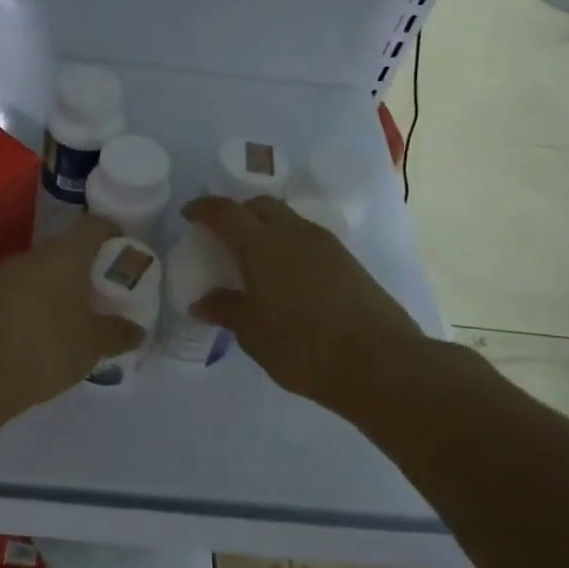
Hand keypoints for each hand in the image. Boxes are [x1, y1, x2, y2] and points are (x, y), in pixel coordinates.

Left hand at [0, 214, 144, 413]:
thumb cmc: (45, 348)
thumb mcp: (92, 345)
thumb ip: (118, 333)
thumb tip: (137, 329)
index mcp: (64, 254)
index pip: (94, 226)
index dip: (114, 234)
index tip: (126, 253)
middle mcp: (33, 255)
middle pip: (67, 248)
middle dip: (88, 266)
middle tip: (106, 291)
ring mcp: (5, 276)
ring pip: (43, 271)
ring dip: (61, 286)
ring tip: (79, 315)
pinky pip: (22, 291)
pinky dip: (39, 303)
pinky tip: (46, 332)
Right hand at [182, 195, 423, 418]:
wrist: (379, 362)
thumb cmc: (303, 346)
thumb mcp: (253, 333)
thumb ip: (226, 309)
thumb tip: (201, 302)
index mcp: (262, 245)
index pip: (225, 212)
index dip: (203, 208)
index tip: (189, 214)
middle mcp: (293, 233)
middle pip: (260, 205)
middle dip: (237, 212)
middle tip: (222, 234)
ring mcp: (325, 245)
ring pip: (287, 219)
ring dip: (265, 226)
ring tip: (253, 255)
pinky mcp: (347, 261)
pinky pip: (307, 237)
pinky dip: (288, 243)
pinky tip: (285, 273)